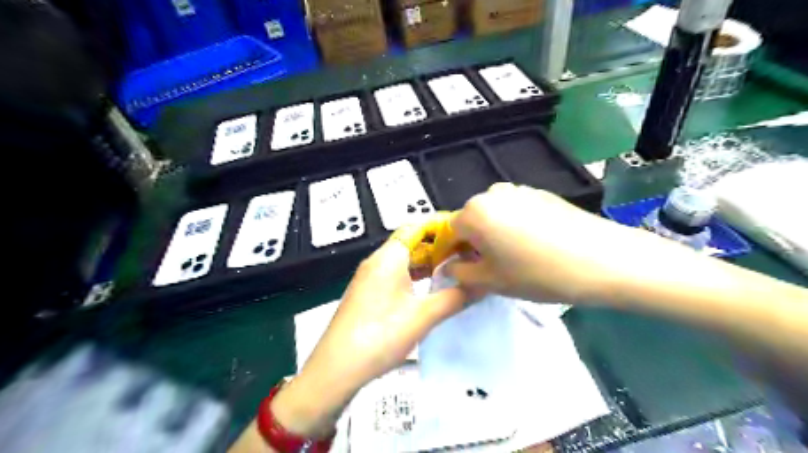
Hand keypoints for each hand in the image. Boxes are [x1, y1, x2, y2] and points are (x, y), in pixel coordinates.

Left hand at [267, 226, 471, 439]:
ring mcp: (370, 278)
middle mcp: (377, 261)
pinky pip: (396, 275)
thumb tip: (483, 284)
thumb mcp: (423, 317)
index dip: (440, 226)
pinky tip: (430, 290)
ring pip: (403, 261)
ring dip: (427, 264)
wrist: (337, 368)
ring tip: (454, 271)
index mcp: (389, 257)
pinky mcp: (368, 294)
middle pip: (410, 243)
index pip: (416, 226)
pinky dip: (415, 277)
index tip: (465, 233)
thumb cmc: (381, 334)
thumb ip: (455, 298)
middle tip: (466, 255)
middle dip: (438, 246)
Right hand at [445, 182, 673, 304]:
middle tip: (490, 266)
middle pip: (472, 220)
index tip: (461, 270)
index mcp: (474, 212)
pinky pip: (516, 210)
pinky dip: (515, 226)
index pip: (449, 232)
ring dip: (495, 234)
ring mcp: (520, 190)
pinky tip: (535, 245)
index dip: (452, 252)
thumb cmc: (537, 274)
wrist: (602, 259)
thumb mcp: (491, 282)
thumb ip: (460, 274)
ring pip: (495, 215)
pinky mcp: (542, 193)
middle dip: (474, 242)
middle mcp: (492, 194)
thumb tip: (449, 267)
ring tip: (514, 257)